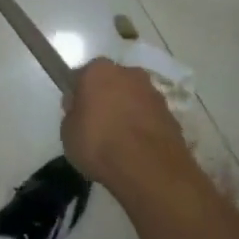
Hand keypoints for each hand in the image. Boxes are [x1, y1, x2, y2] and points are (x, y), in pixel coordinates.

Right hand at [61, 58, 195, 188]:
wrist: (148, 168)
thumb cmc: (99, 144)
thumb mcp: (67, 132)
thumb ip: (73, 114)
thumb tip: (82, 110)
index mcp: (98, 70)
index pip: (82, 76)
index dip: (77, 94)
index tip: (75, 113)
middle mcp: (128, 73)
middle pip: (111, 82)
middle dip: (105, 98)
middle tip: (97, 125)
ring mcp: (153, 92)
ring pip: (133, 98)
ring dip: (126, 111)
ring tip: (119, 141)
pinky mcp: (171, 114)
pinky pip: (149, 116)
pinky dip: (143, 126)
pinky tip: (136, 149)